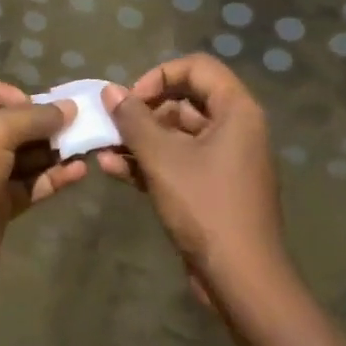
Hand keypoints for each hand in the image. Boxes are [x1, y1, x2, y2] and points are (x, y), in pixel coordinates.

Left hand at [0, 81, 85, 295]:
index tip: (38, 105)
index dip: (8, 94)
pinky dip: (51, 177)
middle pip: (4, 126)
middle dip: (39, 124)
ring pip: (20, 157)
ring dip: (51, 151)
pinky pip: (27, 185)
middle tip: (74, 123)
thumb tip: (68, 108)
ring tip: (85, 145)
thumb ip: (32, 117)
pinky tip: (79, 171)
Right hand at [96, 55, 291, 304]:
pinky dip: (150, 163)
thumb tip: (110, 91)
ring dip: (140, 139)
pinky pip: (179, 162)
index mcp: (236, 111)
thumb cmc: (205, 206)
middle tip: (112, 125)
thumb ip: (134, 120)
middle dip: (144, 111)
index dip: (160, 75)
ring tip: (103, 149)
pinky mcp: (212, 188)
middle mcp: (235, 128)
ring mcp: (224, 160)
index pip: (197, 67)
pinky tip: (114, 170)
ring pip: (177, 135)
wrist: (241, 278)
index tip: (132, 99)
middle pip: (185, 100)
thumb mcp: (163, 159)